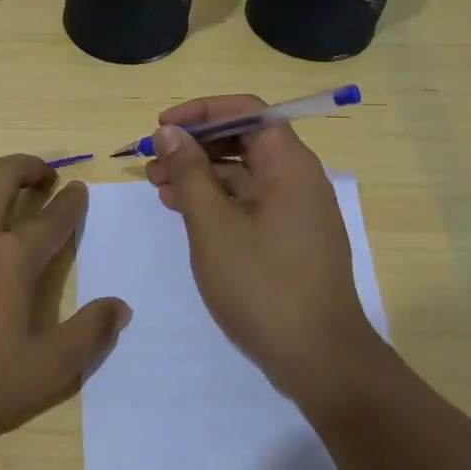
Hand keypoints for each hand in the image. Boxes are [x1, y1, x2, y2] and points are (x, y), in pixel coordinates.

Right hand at [144, 95, 377, 394]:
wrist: (319, 358)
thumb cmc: (262, 283)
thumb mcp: (213, 224)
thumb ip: (189, 172)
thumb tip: (169, 131)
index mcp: (288, 164)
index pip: (246, 111)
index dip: (201, 112)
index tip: (162, 127)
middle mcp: (297, 179)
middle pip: (243, 140)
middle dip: (194, 145)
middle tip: (151, 162)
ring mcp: (296, 211)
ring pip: (243, 174)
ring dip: (199, 174)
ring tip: (157, 187)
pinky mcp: (289, 239)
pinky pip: (249, 203)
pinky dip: (215, 201)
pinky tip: (184, 212)